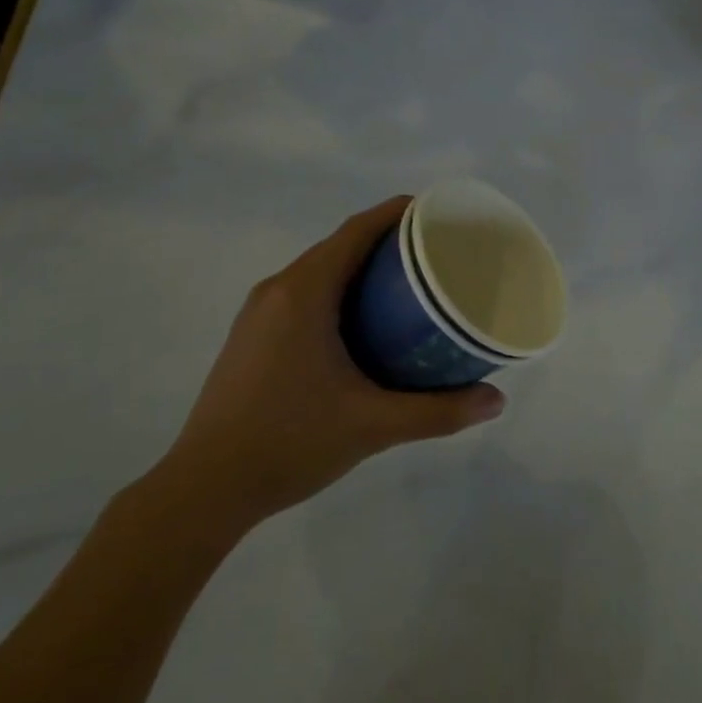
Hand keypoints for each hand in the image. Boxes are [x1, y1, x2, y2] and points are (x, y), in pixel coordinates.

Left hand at [151, 197, 505, 539]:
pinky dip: (338, 292)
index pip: (354, 231)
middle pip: (338, 246)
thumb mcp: (373, 426)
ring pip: (319, 271)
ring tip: (407, 285)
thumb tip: (497, 401)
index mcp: (303, 293)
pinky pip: (303, 294)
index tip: (437, 213)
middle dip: (386, 241)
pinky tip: (363, 324)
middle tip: (435, 254)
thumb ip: (438, 412)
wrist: (204, 489)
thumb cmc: (290, 442)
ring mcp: (258, 314)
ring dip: (360, 268)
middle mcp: (277, 290)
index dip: (395, 213)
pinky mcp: (251, 337)